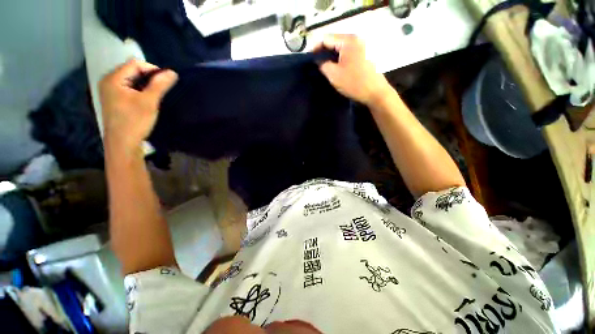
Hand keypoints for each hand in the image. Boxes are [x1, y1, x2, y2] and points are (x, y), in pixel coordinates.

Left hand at [99, 59, 177, 151]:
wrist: (123, 144)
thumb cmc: (134, 121)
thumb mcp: (149, 101)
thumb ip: (160, 85)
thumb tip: (173, 72)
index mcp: (113, 78)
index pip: (135, 64)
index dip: (152, 70)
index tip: (166, 82)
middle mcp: (108, 81)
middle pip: (132, 70)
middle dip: (149, 77)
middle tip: (162, 89)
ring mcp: (109, 91)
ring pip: (131, 80)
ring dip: (145, 85)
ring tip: (156, 95)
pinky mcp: (113, 100)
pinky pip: (128, 88)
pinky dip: (139, 91)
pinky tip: (146, 100)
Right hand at [315, 34, 391, 105]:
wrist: (374, 93)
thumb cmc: (354, 83)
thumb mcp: (334, 75)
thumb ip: (322, 64)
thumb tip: (317, 60)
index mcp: (348, 40)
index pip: (326, 38)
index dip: (315, 48)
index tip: (309, 59)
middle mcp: (355, 39)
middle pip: (333, 42)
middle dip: (323, 52)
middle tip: (315, 64)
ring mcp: (360, 46)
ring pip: (339, 48)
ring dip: (330, 56)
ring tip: (323, 67)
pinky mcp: (362, 55)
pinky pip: (346, 53)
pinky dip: (338, 59)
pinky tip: (334, 68)